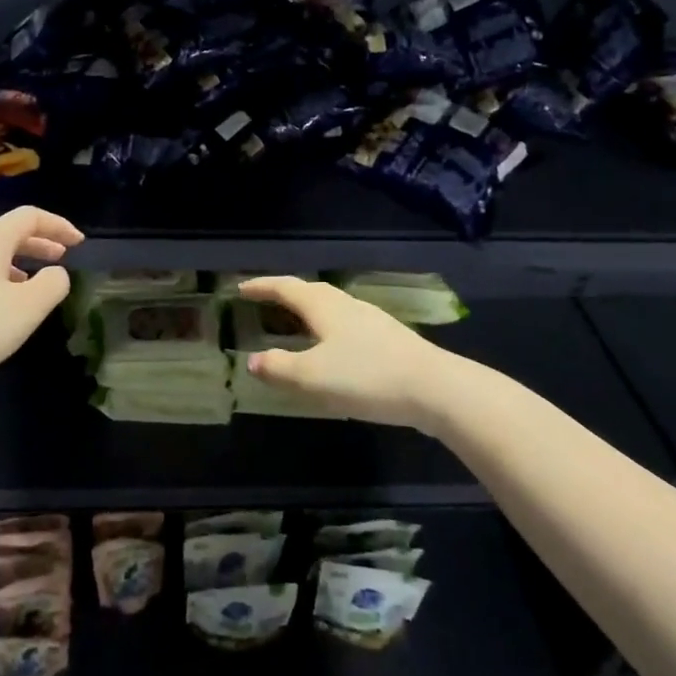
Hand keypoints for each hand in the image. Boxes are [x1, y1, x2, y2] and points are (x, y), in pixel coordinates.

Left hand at [0, 207, 83, 399]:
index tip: (78, 243)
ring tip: (30, 286)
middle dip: (37, 244)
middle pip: (6, 234)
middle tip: (60, 258)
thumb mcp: (27, 309)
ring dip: (15, 264)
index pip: (29, 217)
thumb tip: (54, 273)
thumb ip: (52, 285)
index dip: (58, 225)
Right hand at [239, 276, 458, 430]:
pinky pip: (347, 324)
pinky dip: (328, 328)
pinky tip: (332, 349)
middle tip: (264, 302)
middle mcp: (346, 305)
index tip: (241, 288)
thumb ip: (278, 368)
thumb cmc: (366, 376)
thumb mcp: (312, 377)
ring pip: (331, 308)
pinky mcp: (389, 339)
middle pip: (310, 292)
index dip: (262, 287)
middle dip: (285, 295)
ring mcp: (371, 320)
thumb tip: (253, 361)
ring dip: (308, 311)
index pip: (285, 288)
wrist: (434, 388)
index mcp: (323, 306)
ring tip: (295, 325)